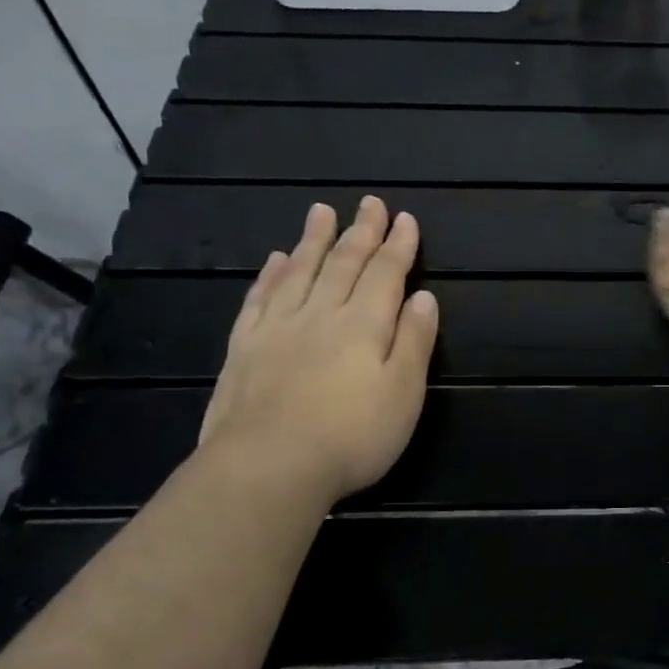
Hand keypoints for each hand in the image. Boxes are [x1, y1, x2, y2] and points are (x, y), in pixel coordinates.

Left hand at [199, 196, 437, 501]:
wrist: (268, 466)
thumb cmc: (352, 436)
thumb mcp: (403, 394)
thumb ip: (414, 342)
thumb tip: (424, 297)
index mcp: (364, 325)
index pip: (386, 274)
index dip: (398, 246)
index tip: (405, 219)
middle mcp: (321, 314)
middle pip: (344, 264)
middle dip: (361, 232)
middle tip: (370, 203)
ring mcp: (278, 327)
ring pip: (300, 271)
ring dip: (314, 240)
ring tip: (321, 211)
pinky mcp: (244, 347)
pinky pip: (260, 298)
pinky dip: (271, 274)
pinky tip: (276, 260)